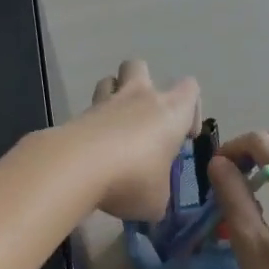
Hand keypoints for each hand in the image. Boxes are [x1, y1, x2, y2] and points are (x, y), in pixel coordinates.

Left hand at [75, 59, 201, 221]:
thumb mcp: (156, 201)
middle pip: (140, 66)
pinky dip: (92, 125)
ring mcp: (105, 102)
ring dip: (112, 96)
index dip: (191, 109)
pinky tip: (92, 152)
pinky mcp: (77, 115)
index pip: (190, 89)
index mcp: (171, 111)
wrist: (78, 167)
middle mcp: (139, 97)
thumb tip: (154, 202)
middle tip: (144, 119)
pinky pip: (88, 110)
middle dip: (143, 84)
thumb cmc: (133, 178)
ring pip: (109, 80)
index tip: (184, 136)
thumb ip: (159, 196)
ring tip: (114, 128)